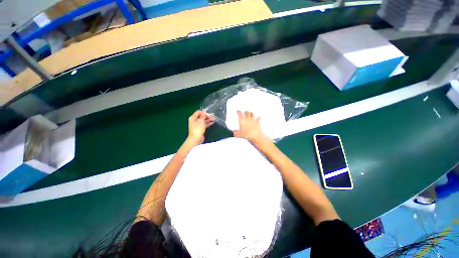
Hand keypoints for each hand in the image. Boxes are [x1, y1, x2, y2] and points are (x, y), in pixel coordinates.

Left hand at [187, 110, 213, 144]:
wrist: (196, 138)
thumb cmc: (197, 129)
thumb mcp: (200, 121)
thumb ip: (203, 116)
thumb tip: (204, 112)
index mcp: (193, 118)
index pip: (198, 112)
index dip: (203, 112)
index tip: (209, 112)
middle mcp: (194, 121)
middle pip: (201, 116)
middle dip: (207, 116)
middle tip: (213, 115)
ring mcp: (197, 125)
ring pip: (203, 120)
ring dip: (208, 119)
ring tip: (214, 118)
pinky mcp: (200, 129)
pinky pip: (204, 124)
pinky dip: (208, 123)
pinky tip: (212, 122)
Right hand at [233, 111, 269, 143]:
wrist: (256, 136)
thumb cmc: (247, 134)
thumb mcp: (238, 134)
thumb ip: (236, 132)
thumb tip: (234, 132)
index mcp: (242, 119)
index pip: (239, 113)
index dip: (238, 112)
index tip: (237, 111)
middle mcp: (248, 118)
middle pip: (247, 112)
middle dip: (245, 112)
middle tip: (244, 112)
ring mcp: (254, 120)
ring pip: (252, 114)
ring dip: (251, 113)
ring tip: (251, 113)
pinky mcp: (258, 123)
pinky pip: (259, 118)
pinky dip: (259, 117)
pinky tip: (260, 117)